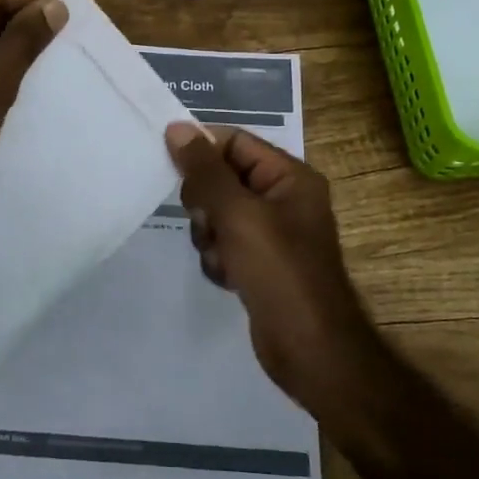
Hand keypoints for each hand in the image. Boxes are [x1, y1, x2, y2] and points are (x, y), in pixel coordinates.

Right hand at [165, 124, 383, 407]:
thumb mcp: (238, 214)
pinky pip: (223, 244)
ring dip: (210, 235)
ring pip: (216, 214)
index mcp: (289, 177)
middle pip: (221, 178)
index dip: (201, 149)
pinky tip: (231, 279)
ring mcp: (271, 234)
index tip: (167, 161)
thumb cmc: (280, 271)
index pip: (235, 143)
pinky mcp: (259, 263)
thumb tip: (176, 128)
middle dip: (206, 203)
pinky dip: (219, 259)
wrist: (311, 349)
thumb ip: (204, 170)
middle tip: (211, 222)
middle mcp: (282, 199)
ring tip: (226, 257)